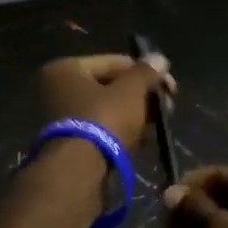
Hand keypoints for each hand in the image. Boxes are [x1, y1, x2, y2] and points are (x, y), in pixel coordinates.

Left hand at [38, 53, 173, 157]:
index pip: (115, 62)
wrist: (79, 170)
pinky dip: (121, 130)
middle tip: (168, 105)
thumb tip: (159, 58)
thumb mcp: (131, 91)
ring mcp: (61, 116)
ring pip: (107, 108)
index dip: (146, 72)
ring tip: (158, 123)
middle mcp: (58, 88)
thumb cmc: (104, 119)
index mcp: (66, 68)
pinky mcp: (70, 141)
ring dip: (134, 113)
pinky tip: (142, 138)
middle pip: (110, 85)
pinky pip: (101, 127)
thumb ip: (146, 73)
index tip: (170, 86)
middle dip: (142, 95)